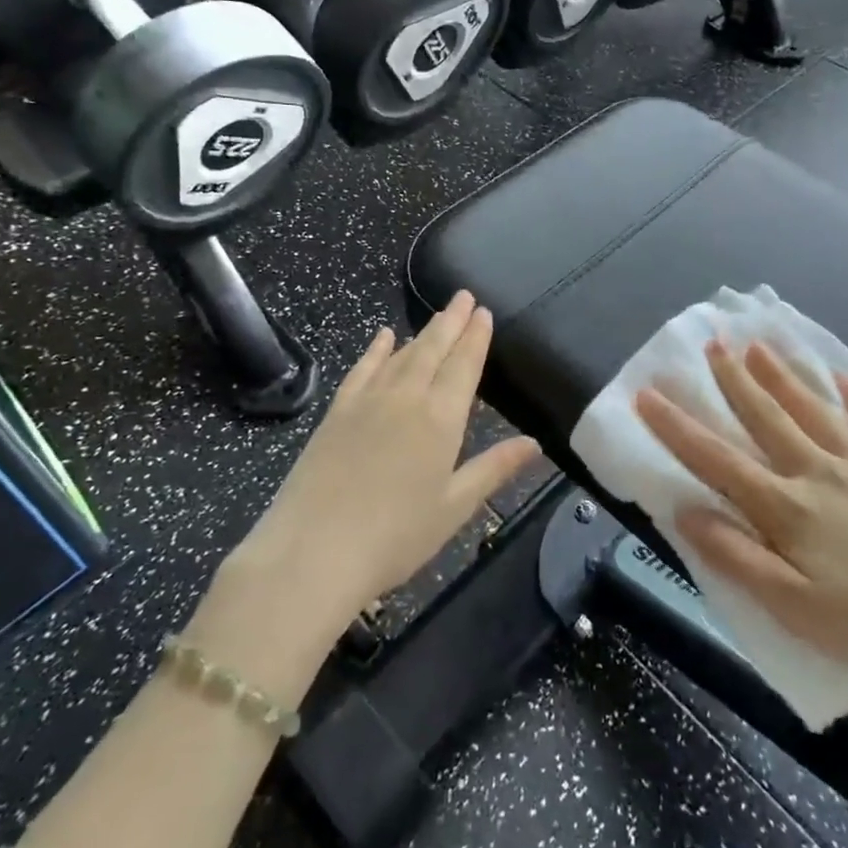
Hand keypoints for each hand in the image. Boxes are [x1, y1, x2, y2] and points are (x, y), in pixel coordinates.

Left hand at [246, 292, 540, 623]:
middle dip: (452, 321)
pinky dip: (376, 349)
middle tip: (465, 296)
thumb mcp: (454, 507)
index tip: (484, 312)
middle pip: (434, 349)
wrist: (313, 551)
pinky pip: (362, 369)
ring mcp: (367, 401)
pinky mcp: (337, 412)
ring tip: (438, 315)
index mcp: (441, 419)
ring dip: (422, 332)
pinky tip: (383, 336)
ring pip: (401, 355)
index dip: (476, 338)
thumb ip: (494, 469)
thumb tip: (534, 443)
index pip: (464, 366)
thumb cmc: (395, 537)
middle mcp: (406, 398)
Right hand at [635, 339, 847, 700]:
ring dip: (784, 376)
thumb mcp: (793, 607)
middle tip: (712, 343)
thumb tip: (684, 510)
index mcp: (787, 507)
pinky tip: (847, 381)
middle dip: (734, 380)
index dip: (677, 426)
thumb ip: (736, 556)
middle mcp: (819, 472)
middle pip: (767, 418)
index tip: (648, 393)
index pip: (717, 459)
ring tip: (760, 345)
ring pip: (814, 410)